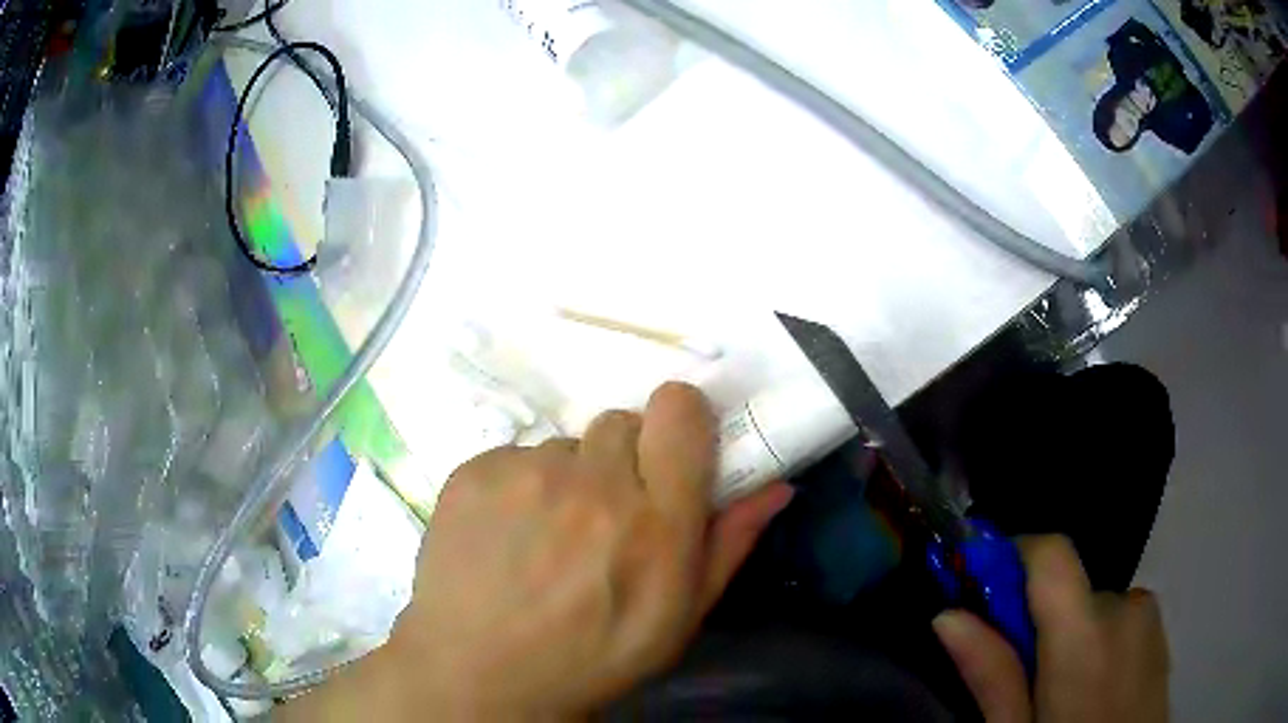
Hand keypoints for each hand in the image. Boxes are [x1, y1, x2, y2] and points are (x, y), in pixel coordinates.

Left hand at [283, 382, 792, 719]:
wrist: (481, 673)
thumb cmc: (594, 656)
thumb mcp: (679, 617)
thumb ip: (730, 543)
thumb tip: (777, 486)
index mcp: (655, 520)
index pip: (678, 408)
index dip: (679, 421)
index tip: (671, 453)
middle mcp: (592, 484)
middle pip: (621, 423)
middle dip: (623, 460)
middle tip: (604, 513)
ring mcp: (524, 474)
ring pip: (565, 446)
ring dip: (568, 479)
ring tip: (547, 537)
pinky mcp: (473, 473)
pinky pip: (514, 456)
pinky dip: (518, 486)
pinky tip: (507, 536)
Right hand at [933, 535, 1169, 722]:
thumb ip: (991, 674)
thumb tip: (948, 615)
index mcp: (1086, 632)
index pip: (1051, 552)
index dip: (1013, 555)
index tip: (982, 587)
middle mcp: (1126, 606)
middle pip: (1070, 589)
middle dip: (1039, 622)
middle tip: (1020, 677)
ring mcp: (1149, 619)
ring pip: (1094, 609)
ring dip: (1071, 637)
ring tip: (1061, 696)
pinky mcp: (1160, 634)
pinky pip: (1119, 621)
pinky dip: (1098, 643)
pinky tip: (1093, 693)